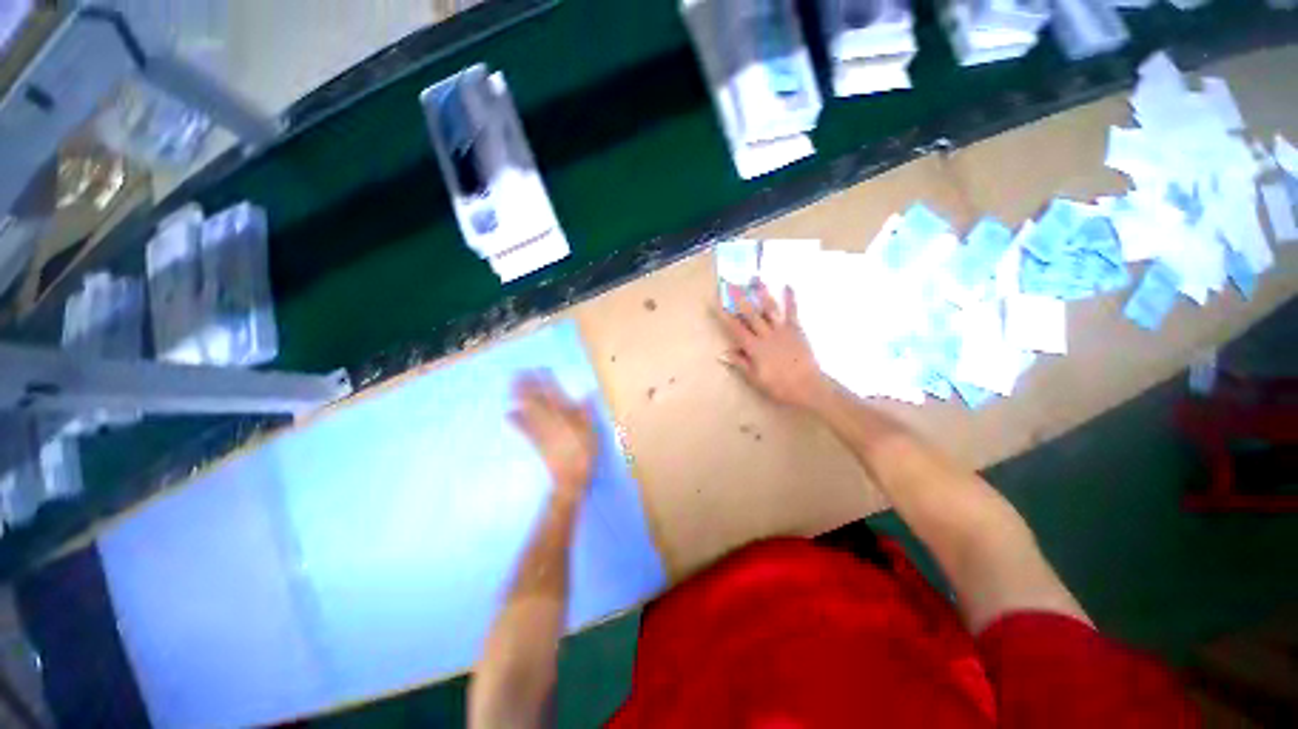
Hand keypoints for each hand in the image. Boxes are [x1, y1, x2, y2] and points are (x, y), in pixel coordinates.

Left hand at [509, 371, 597, 497]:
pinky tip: (509, 413)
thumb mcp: (592, 431)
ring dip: (519, 398)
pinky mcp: (536, 442)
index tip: (540, 369)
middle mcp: (550, 420)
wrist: (569, 478)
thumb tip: (587, 394)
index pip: (554, 393)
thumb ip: (587, 412)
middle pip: (537, 399)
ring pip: (528, 410)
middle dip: (527, 386)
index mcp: (565, 415)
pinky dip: (516, 420)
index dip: (546, 380)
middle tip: (517, 373)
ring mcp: (541, 431)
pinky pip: (524, 428)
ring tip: (511, 387)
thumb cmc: (584, 453)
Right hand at [718, 281, 827, 409]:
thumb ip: (740, 363)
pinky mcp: (796, 329)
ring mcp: (782, 330)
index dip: (724, 315)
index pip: (735, 328)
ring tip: (756, 279)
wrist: (808, 386)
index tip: (715, 303)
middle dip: (740, 299)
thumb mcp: (755, 378)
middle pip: (750, 314)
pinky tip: (788, 286)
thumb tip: (723, 353)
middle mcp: (766, 335)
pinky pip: (792, 311)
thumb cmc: (779, 386)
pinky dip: (790, 298)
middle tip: (732, 285)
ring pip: (769, 309)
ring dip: (762, 293)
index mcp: (754, 347)